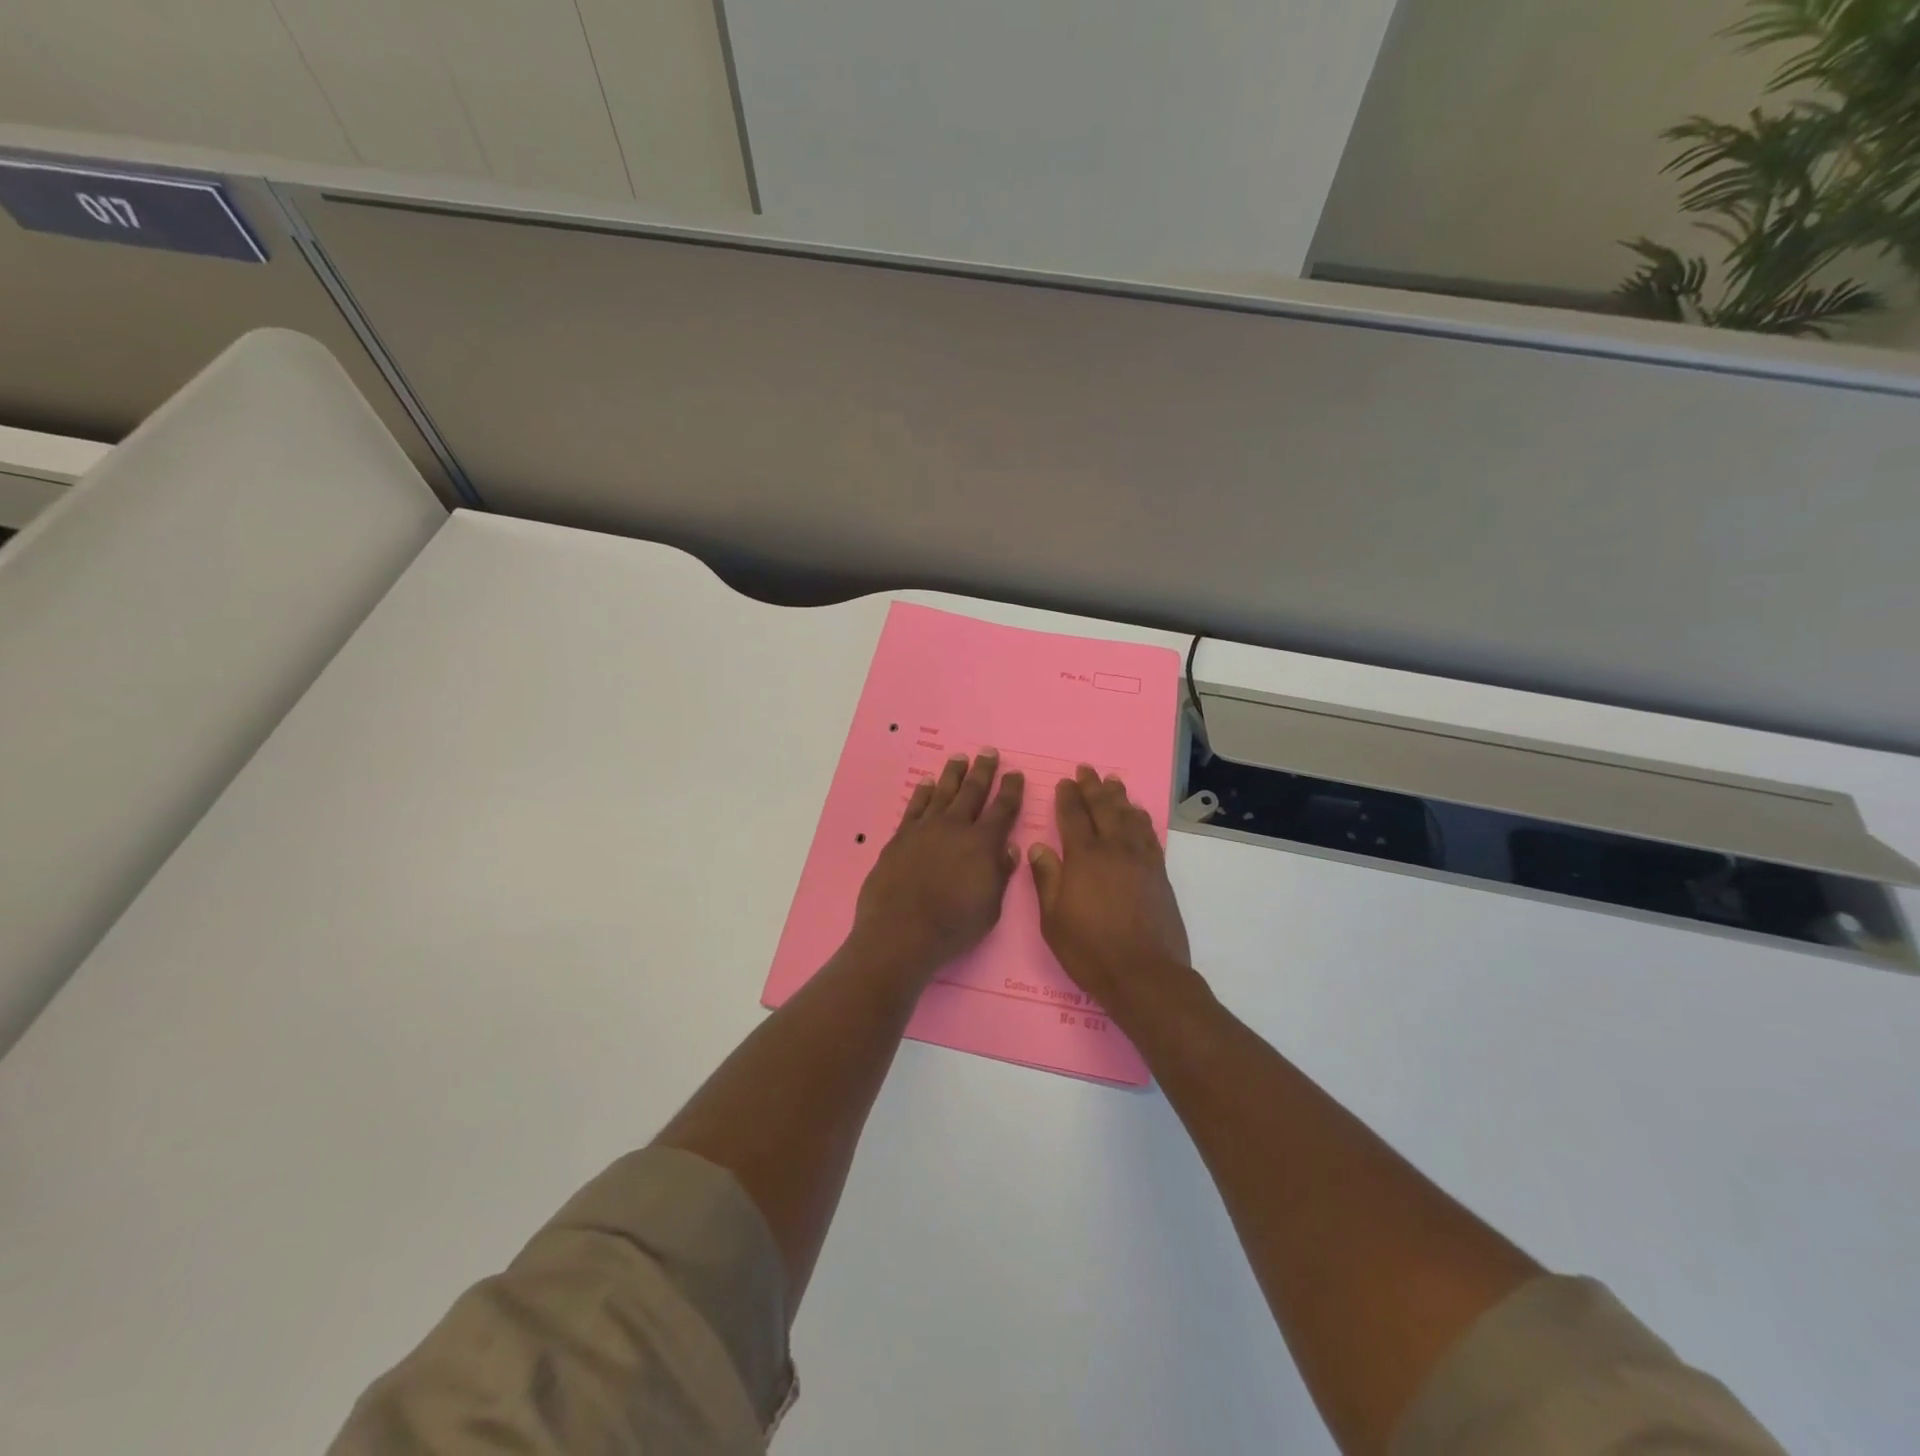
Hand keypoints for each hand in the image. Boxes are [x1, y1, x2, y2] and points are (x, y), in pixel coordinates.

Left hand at [851, 750, 1024, 978]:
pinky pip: (915, 806)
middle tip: (989, 752)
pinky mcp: (901, 836)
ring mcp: (925, 828)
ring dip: (953, 773)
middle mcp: (955, 827)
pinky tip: (928, 783)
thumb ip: (1000, 874)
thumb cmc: (953, 926)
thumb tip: (1009, 848)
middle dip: (983, 771)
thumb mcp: (990, 908)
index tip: (1015, 774)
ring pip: (943, 792)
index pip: (1003, 809)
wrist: (901, 931)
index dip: (1011, 790)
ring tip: (960, 757)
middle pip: (972, 791)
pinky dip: (923, 792)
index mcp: (983, 844)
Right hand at [1029, 767, 1190, 1002]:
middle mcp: (1113, 849)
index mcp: (1083, 857)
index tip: (1064, 782)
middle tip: (1086, 770)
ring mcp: (1140, 859)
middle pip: (1103, 807)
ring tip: (1111, 782)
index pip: (1072, 816)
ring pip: (1128, 816)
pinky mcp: (1158, 872)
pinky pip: (1148, 834)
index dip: (1067, 797)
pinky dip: (1140, 818)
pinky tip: (1137, 814)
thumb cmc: (1089, 949)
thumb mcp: (1052, 919)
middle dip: (1092, 787)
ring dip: (1118, 796)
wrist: (1144, 974)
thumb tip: (1038, 847)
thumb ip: (1046, 879)